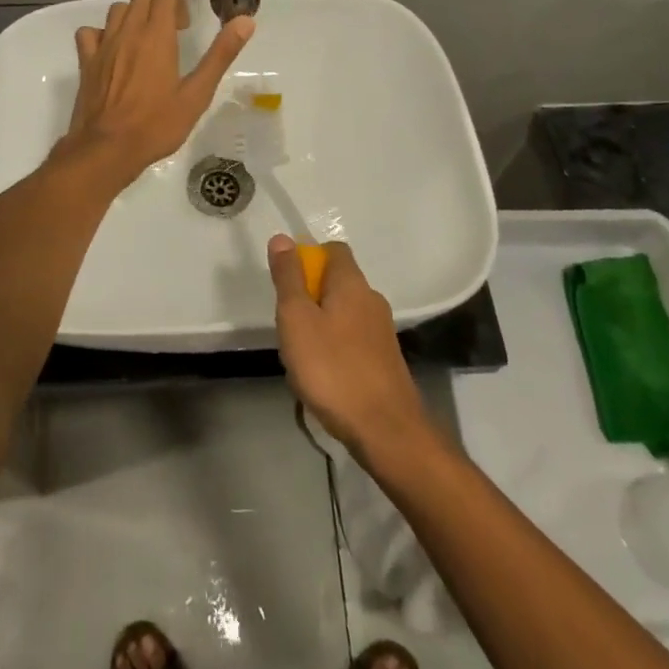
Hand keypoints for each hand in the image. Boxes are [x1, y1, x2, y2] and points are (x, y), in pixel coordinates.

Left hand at [52, 0, 254, 188]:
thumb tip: (245, 21)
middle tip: (170, 35)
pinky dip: (101, 35)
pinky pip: (90, 32)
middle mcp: (127, 32)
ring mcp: (102, 45)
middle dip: (158, 7)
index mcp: (156, 36)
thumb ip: (220, 54)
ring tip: (143, 42)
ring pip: (116, 10)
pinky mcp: (86, 62)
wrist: (107, 149)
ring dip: (132, 17)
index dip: (178, 6)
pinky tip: (111, 53)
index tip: (185, 30)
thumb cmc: (157, 124)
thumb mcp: (197, 93)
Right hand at [268, 235, 430, 462]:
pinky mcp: (385, 360)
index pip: (333, 249)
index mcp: (352, 283)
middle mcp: (372, 300)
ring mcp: (382, 332)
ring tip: (301, 357)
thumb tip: (282, 238)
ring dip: (320, 326)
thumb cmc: (333, 368)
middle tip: (288, 326)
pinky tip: (323, 377)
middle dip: (309, 297)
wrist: (386, 430)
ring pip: (343, 314)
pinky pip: (353, 341)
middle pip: (337, 283)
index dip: (308, 257)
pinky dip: (335, 349)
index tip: (288, 283)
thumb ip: (289, 278)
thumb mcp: (297, 319)